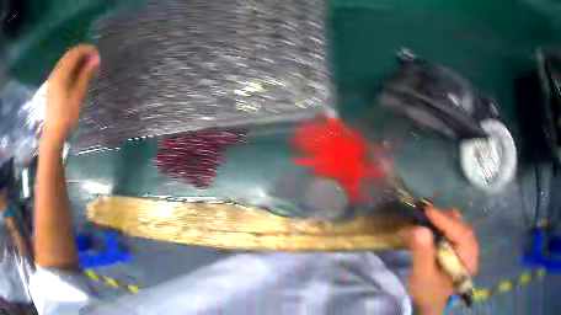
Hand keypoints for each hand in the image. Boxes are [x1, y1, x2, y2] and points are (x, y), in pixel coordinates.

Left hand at [44, 45, 99, 142]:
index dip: (88, 50)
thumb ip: (86, 74)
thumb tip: (95, 59)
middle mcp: (55, 72)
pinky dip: (71, 67)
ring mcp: (52, 79)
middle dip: (83, 53)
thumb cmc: (66, 116)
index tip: (98, 56)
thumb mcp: (78, 95)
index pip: (76, 53)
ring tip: (87, 67)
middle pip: (70, 55)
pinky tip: (77, 74)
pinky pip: (63, 69)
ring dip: (77, 60)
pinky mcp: (52, 86)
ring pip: (66, 61)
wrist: (53, 135)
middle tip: (94, 60)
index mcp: (61, 74)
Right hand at [399, 207, 478, 314]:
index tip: (428, 211)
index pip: (460, 234)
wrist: (432, 301)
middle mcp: (472, 250)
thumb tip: (418, 229)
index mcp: (468, 260)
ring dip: (443, 220)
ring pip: (459, 225)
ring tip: (428, 220)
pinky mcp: (462, 246)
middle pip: (461, 226)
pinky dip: (444, 225)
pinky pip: (456, 230)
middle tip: (425, 215)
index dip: (445, 221)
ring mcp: (469, 247)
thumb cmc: (428, 291)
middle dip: (444, 218)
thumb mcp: (422, 275)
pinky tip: (434, 227)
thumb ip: (422, 253)